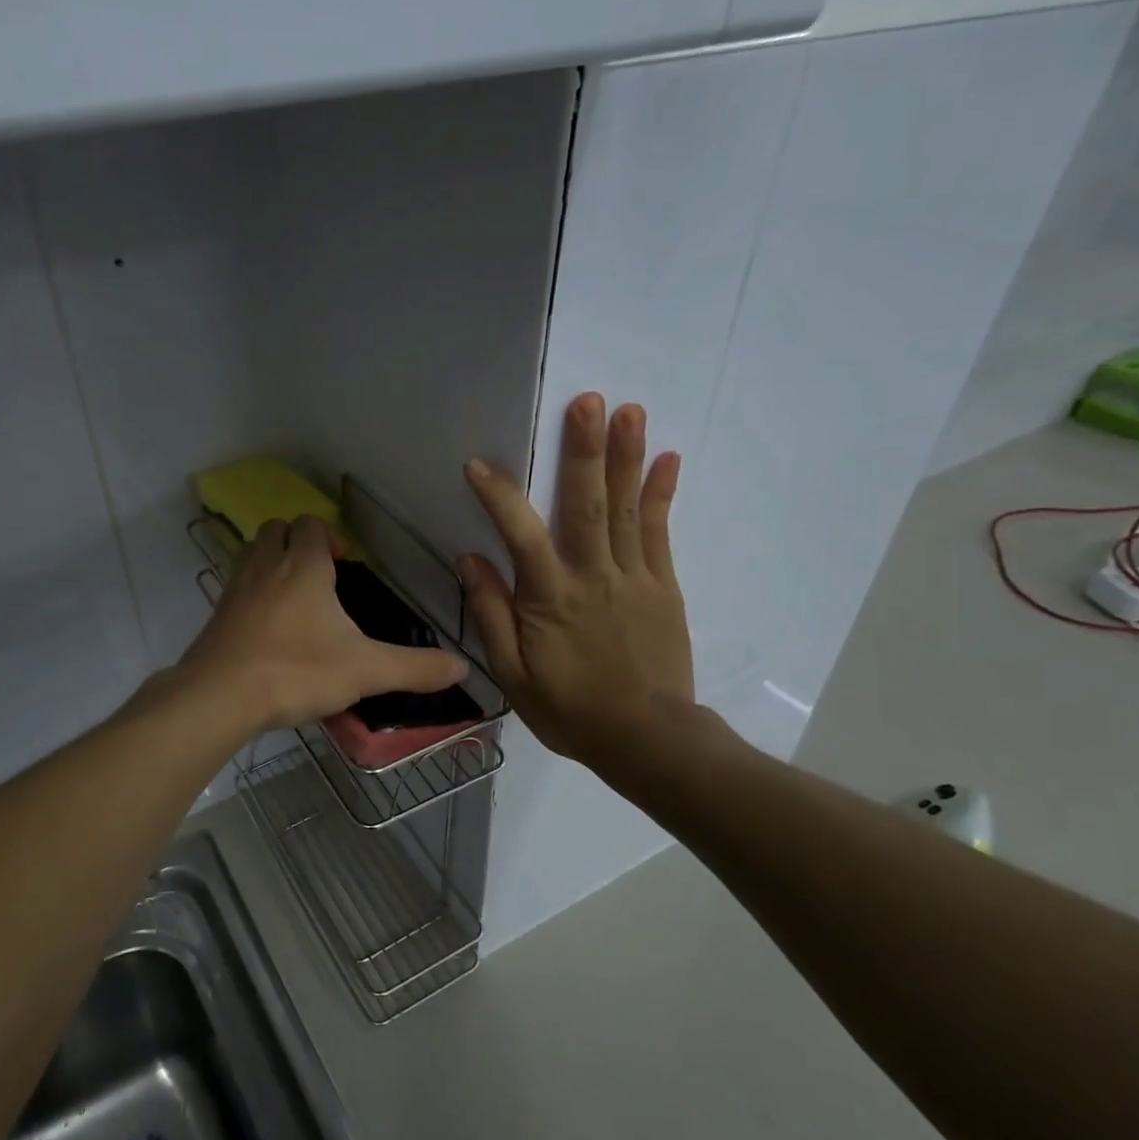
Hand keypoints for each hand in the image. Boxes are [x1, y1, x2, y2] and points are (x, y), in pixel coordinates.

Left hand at [179, 515, 466, 731]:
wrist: (220, 696)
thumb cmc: (297, 671)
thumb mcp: (365, 671)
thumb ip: (414, 668)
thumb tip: (462, 667)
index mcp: (304, 566)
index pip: (312, 525)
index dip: (330, 536)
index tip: (346, 565)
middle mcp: (266, 566)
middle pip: (277, 529)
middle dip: (298, 541)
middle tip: (319, 575)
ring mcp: (236, 588)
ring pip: (252, 553)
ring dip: (272, 561)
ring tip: (295, 597)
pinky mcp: (216, 615)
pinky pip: (236, 587)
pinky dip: (252, 593)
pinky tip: (267, 628)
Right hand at [459, 393, 696, 783]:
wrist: (647, 738)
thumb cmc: (570, 710)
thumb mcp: (512, 674)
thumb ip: (491, 613)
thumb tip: (471, 559)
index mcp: (550, 598)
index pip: (520, 534)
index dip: (499, 496)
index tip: (478, 463)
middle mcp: (593, 576)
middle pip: (587, 505)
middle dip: (585, 451)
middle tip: (589, 401)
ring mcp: (634, 578)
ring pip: (626, 509)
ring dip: (627, 458)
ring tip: (629, 411)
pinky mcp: (663, 587)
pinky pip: (660, 533)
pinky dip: (662, 494)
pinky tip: (667, 459)